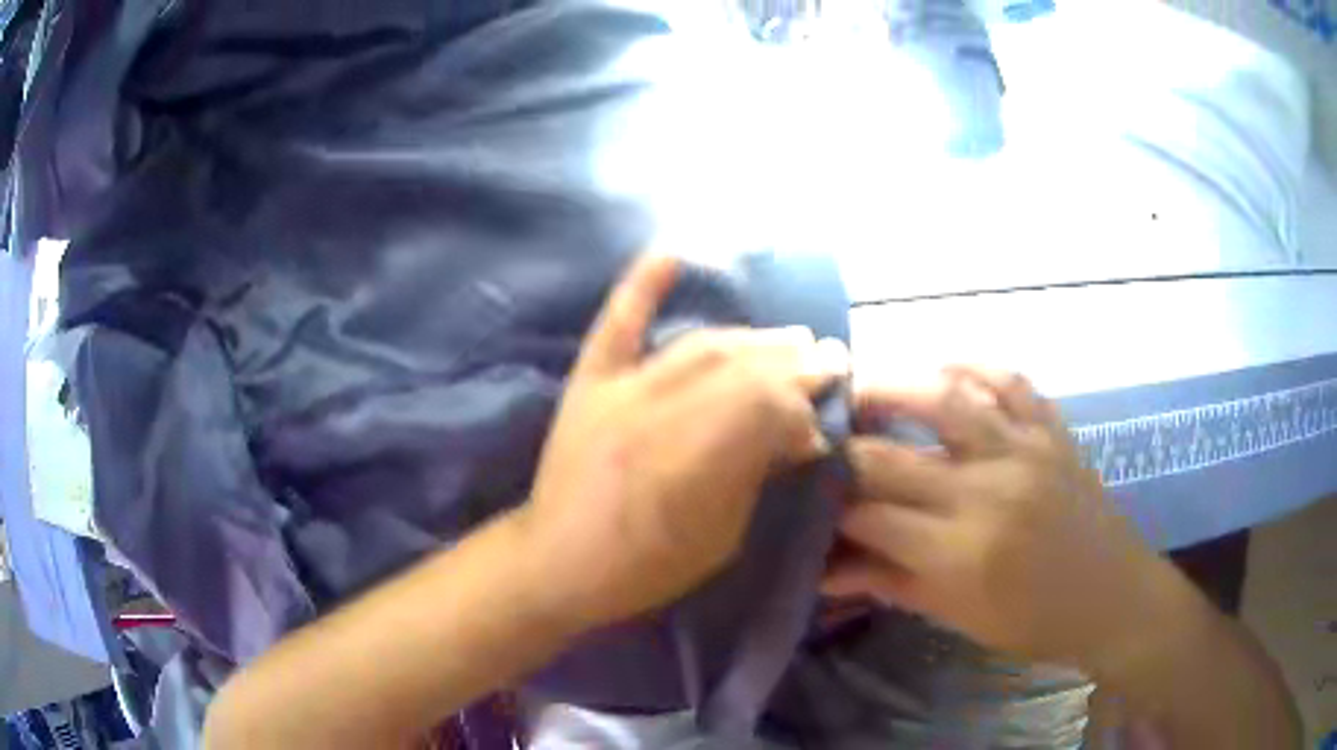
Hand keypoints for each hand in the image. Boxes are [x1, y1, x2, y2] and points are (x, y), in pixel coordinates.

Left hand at [519, 254, 849, 630]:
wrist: (556, 561)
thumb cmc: (645, 567)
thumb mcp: (718, 539)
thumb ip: (754, 476)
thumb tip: (796, 435)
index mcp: (690, 464)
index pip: (765, 408)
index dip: (803, 407)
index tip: (825, 417)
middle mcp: (656, 415)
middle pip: (739, 371)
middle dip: (793, 364)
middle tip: (830, 359)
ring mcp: (619, 390)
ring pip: (699, 347)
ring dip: (753, 339)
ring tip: (792, 337)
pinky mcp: (589, 381)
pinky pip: (618, 324)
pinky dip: (642, 285)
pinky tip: (673, 251)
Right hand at [823, 366, 1171, 671]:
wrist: (1112, 597)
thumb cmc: (1033, 623)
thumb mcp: (958, 617)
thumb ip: (891, 583)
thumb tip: (824, 570)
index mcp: (960, 553)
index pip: (869, 517)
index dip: (830, 510)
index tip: (811, 503)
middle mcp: (986, 490)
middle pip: (890, 457)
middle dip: (843, 452)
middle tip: (821, 446)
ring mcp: (1024, 449)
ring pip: (944, 396)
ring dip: (891, 387)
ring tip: (861, 389)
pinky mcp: (1052, 430)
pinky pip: (1008, 379)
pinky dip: (972, 367)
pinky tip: (945, 369)